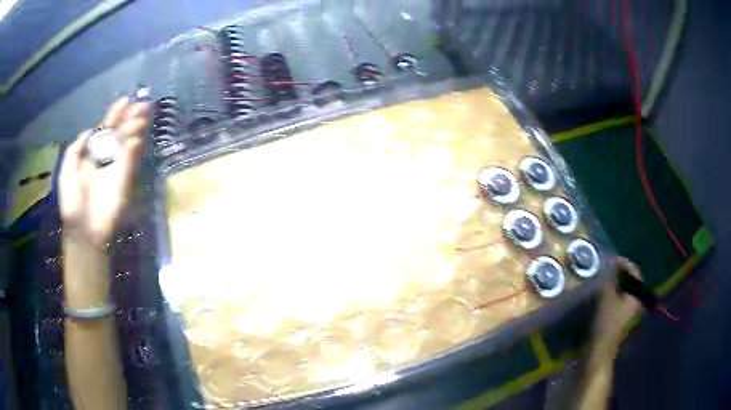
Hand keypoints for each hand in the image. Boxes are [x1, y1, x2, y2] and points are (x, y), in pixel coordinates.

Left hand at [59, 97, 149, 246]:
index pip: (106, 129)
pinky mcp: (125, 178)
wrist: (83, 228)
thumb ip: (76, 148)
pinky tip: (136, 137)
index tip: (124, 101)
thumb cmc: (72, 201)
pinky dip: (135, 147)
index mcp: (92, 153)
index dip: (114, 115)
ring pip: (129, 142)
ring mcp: (117, 167)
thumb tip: (90, 130)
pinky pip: (131, 159)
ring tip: (142, 114)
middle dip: (130, 116)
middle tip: (141, 104)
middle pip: (121, 131)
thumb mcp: (67, 170)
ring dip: (136, 128)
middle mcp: (107, 156)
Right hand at [592, 257, 642, 348]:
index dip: (624, 263)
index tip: (613, 260)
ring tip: (606, 280)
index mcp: (637, 295)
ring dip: (618, 284)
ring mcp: (630, 312)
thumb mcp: (606, 296)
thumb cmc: (606, 321)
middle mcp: (637, 302)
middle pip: (632, 282)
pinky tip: (605, 295)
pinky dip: (615, 295)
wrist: (600, 349)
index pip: (635, 272)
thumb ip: (609, 279)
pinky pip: (621, 301)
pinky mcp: (622, 320)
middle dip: (622, 274)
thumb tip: (609, 266)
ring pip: (626, 292)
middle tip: (609, 269)